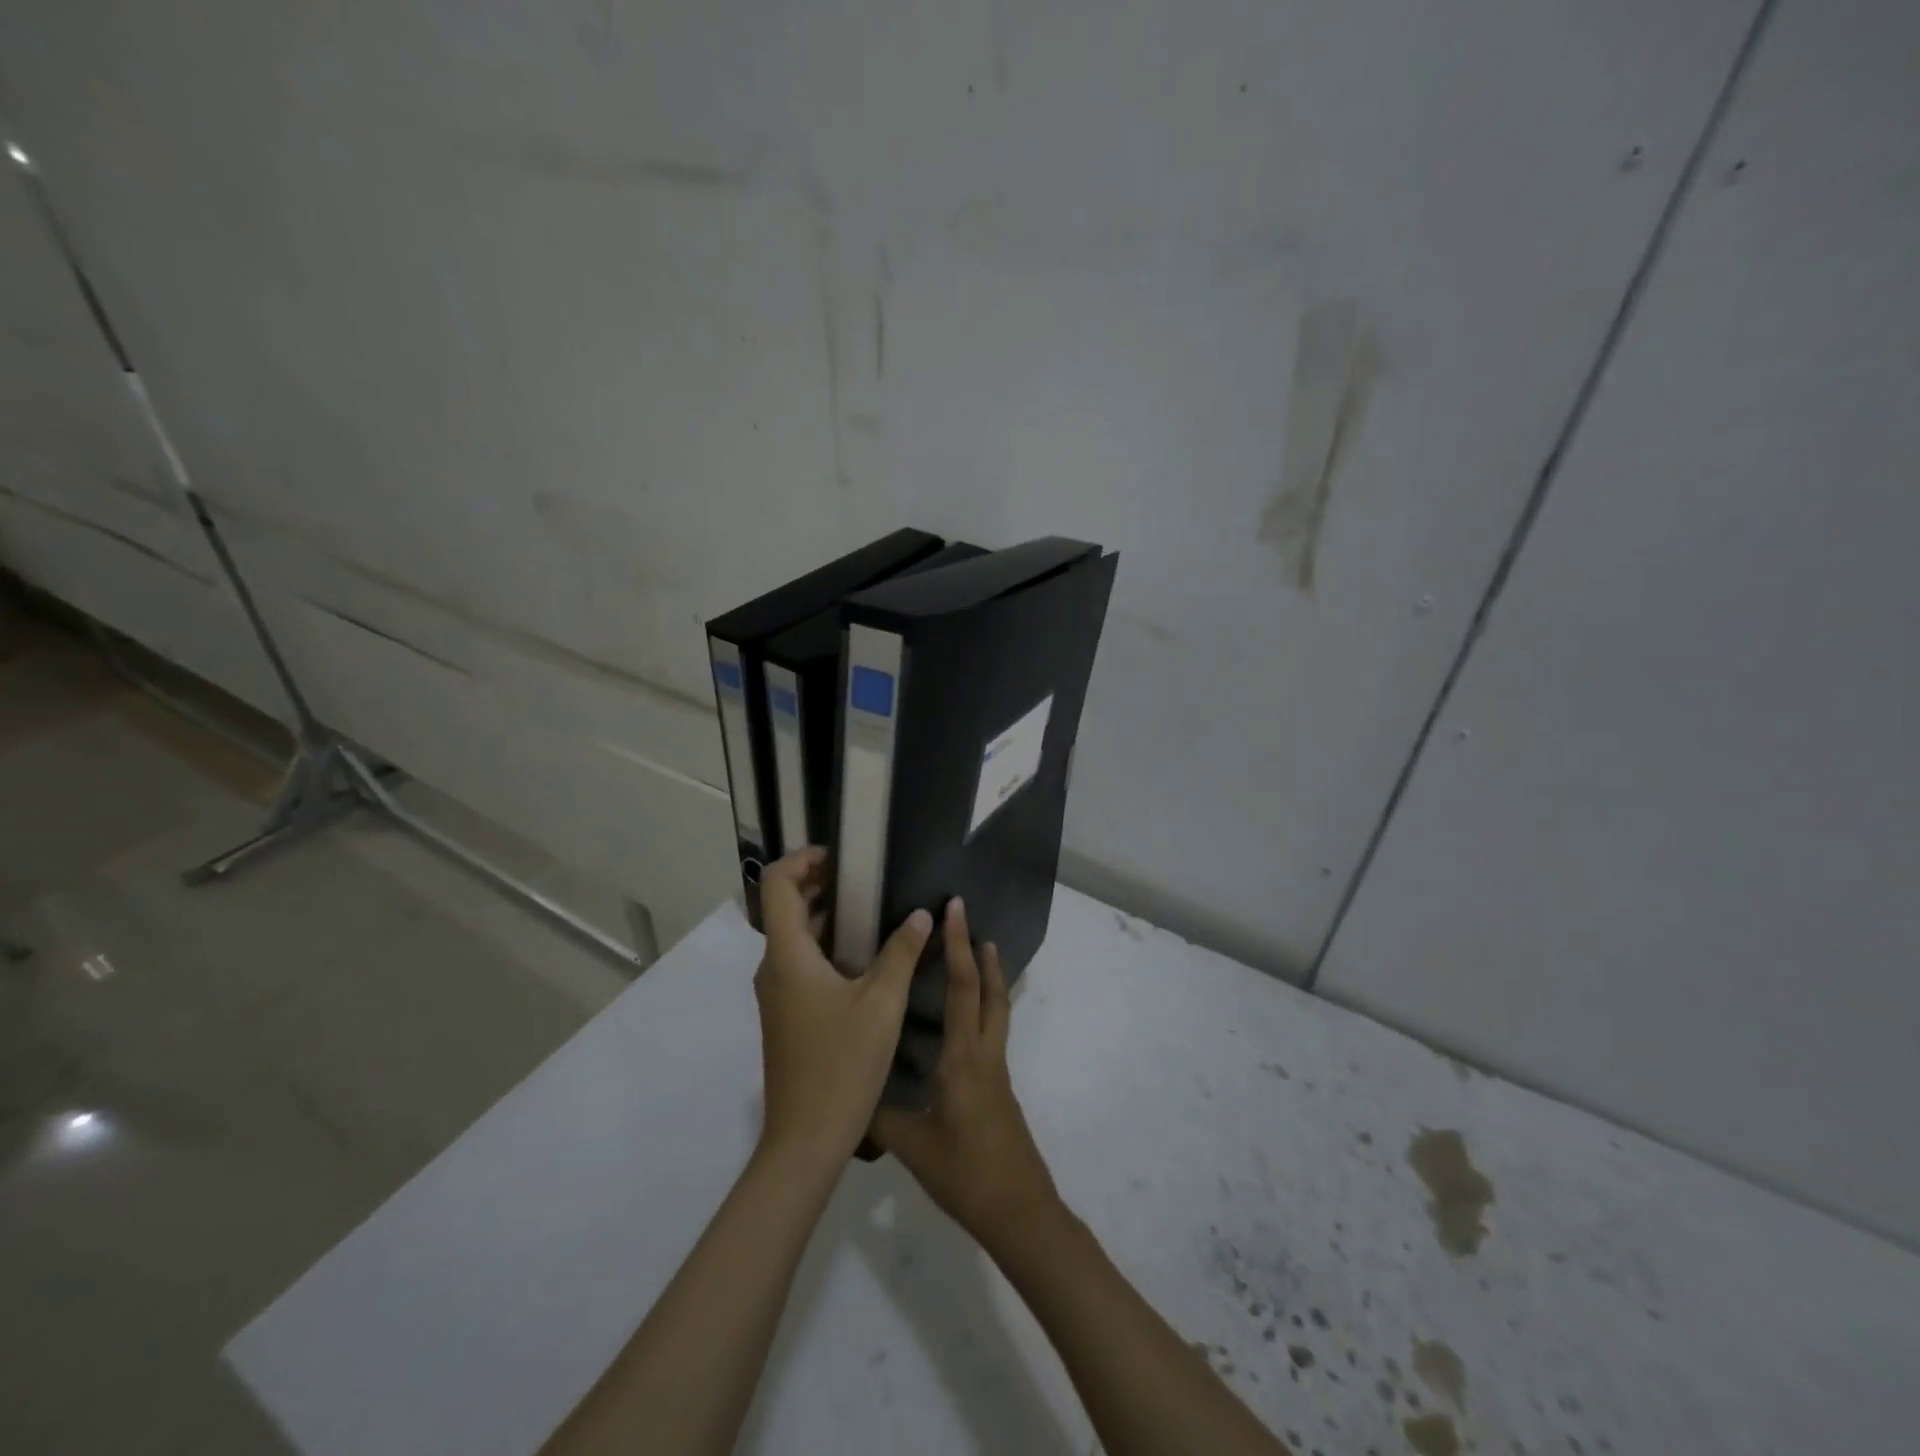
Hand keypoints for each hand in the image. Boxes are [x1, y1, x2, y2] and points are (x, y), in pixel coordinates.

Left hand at [755, 847, 932, 1167]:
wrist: (806, 1140)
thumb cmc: (842, 1065)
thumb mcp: (882, 1004)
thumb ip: (902, 953)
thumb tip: (921, 914)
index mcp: (787, 956)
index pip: (778, 885)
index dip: (804, 859)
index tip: (842, 857)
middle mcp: (774, 968)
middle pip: (786, 907)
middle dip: (821, 884)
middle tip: (867, 878)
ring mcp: (777, 993)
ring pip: (795, 937)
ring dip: (827, 916)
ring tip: (874, 909)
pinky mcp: (786, 1014)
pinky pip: (801, 962)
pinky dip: (827, 945)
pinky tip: (866, 956)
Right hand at [872, 898, 1059, 1248]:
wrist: (1021, 1212)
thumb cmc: (967, 1175)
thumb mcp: (913, 1147)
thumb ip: (879, 1116)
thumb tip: (847, 1091)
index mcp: (964, 1059)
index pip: (962, 989)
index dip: (958, 946)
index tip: (955, 911)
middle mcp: (985, 1055)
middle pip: (989, 991)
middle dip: (979, 952)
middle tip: (967, 919)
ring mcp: (997, 1071)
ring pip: (996, 1010)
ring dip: (988, 977)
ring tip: (976, 953)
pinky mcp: (999, 1088)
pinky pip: (991, 1032)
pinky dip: (983, 1007)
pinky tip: (961, 1021)